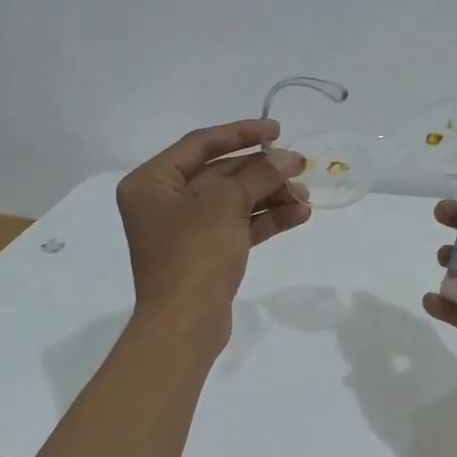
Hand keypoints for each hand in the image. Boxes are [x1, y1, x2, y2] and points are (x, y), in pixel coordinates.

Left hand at [117, 119, 309, 357]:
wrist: (185, 325)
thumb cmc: (194, 254)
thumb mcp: (225, 205)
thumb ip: (258, 175)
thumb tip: (288, 158)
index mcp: (151, 182)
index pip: (200, 144)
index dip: (240, 133)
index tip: (276, 131)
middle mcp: (163, 202)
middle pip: (220, 174)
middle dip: (262, 172)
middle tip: (300, 167)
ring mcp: (184, 231)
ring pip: (233, 202)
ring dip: (269, 197)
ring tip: (305, 198)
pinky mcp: (205, 254)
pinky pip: (237, 227)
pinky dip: (265, 220)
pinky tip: (299, 216)